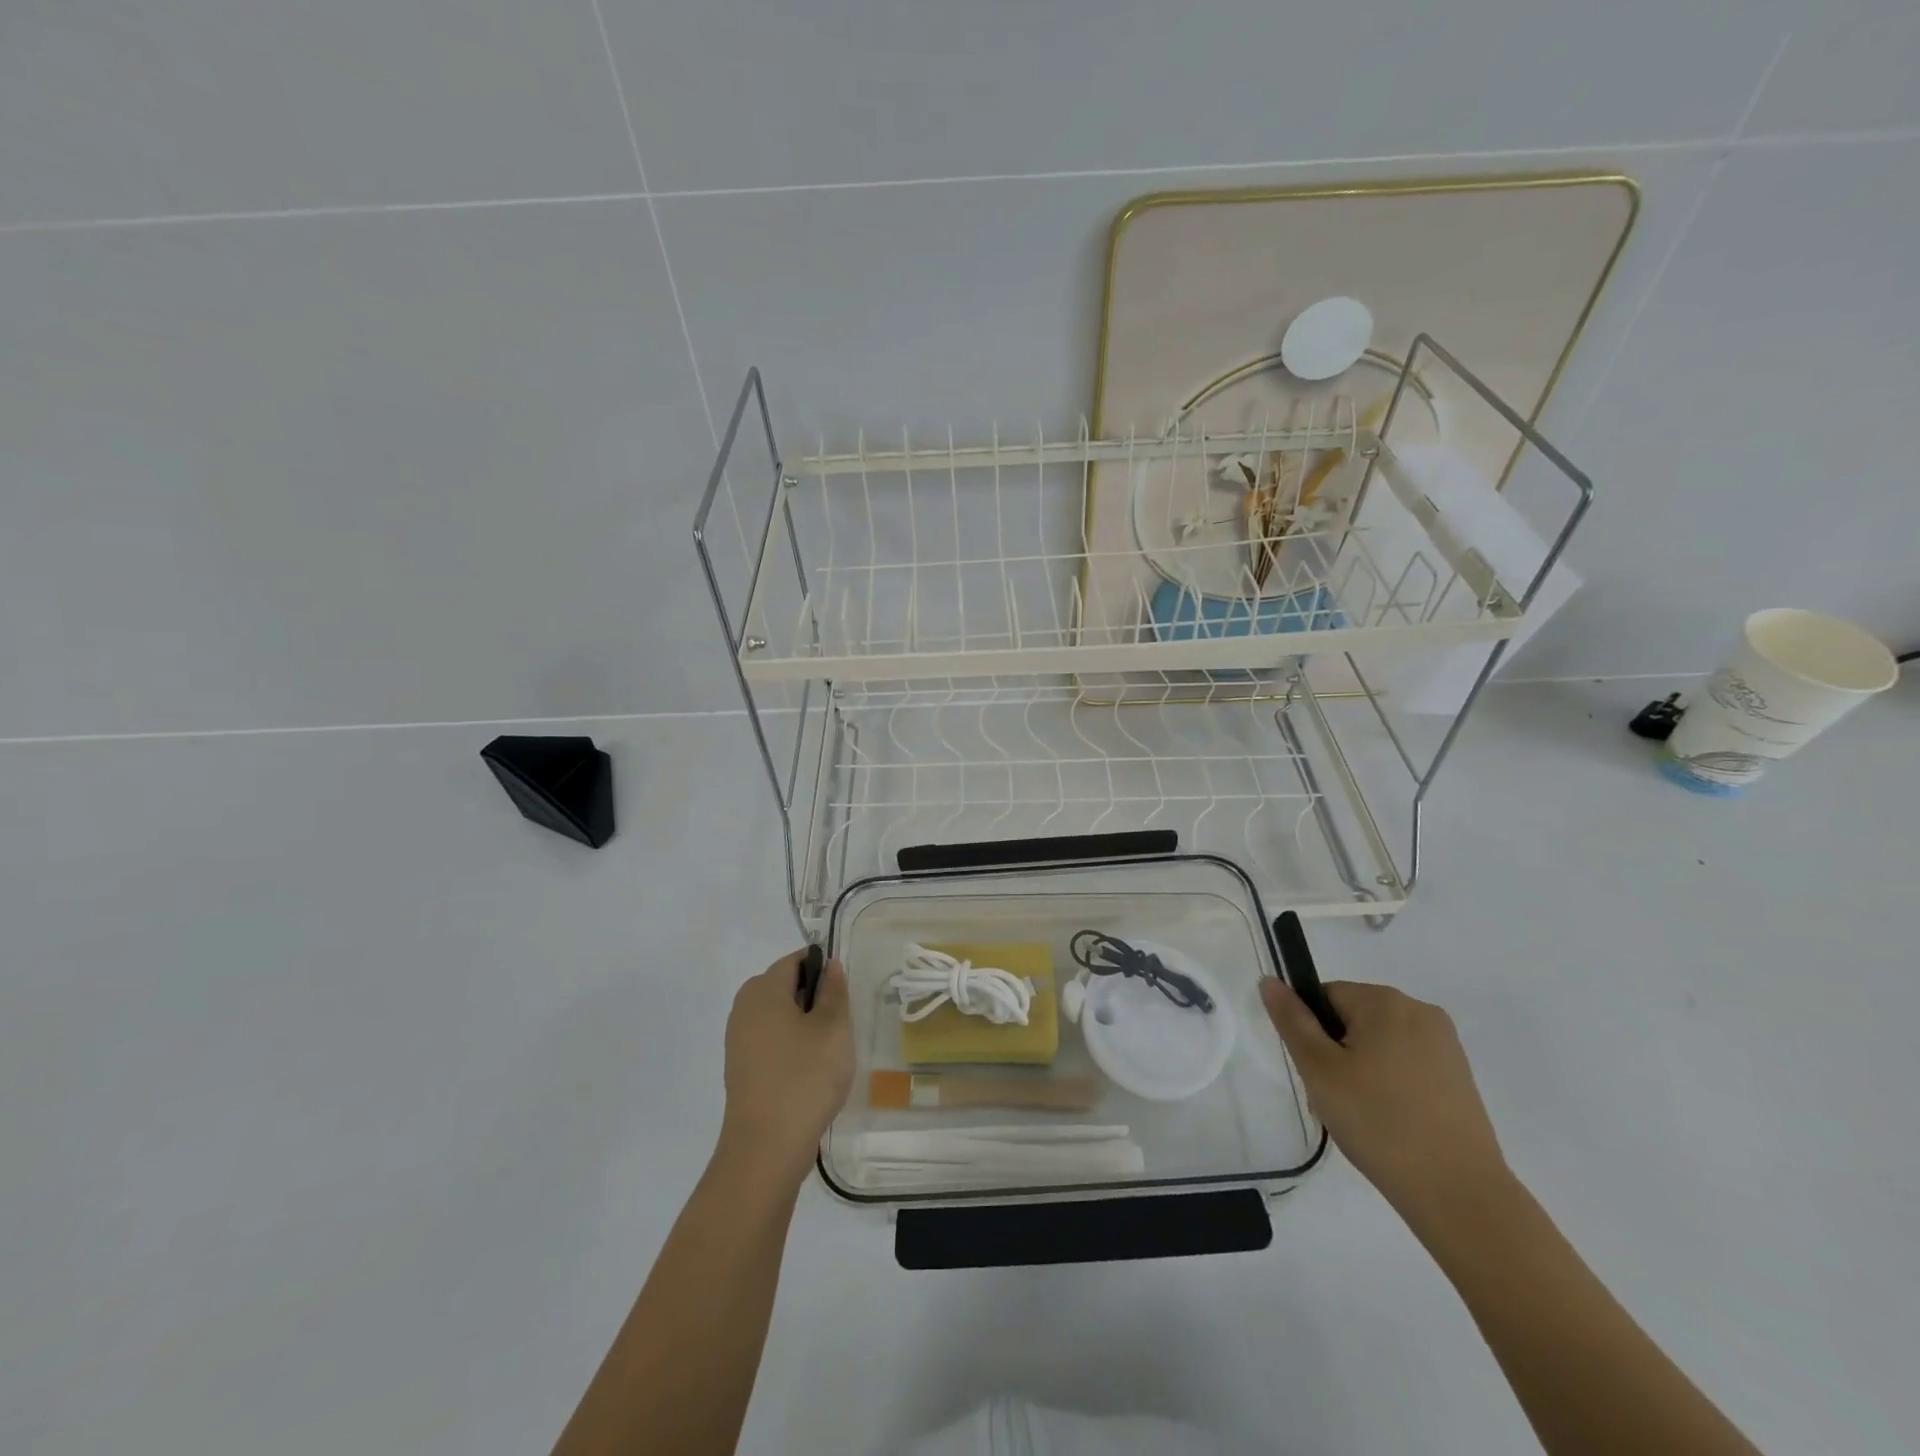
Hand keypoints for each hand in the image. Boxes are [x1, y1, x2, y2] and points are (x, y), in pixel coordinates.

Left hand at [718, 950, 854, 1188]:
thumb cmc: (805, 1078)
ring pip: (779, 1015)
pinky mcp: (741, 1068)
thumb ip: (834, 991)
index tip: (844, 995)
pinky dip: (791, 1047)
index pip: (796, 961)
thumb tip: (829, 964)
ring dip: (805, 1025)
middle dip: (814, 998)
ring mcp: (738, 1040)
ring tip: (829, 1052)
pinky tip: (810, 1072)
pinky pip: (771, 1040)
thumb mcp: (833, 1028)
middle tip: (840, 1025)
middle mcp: (744, 1008)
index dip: (823, 970)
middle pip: (785, 986)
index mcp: (763, 990)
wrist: (765, 1150)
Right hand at [1262, 979, 1509, 1223]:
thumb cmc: (1379, 1122)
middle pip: (1353, 1018)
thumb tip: (1270, 980)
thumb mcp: (1319, 1069)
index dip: (1312, 1033)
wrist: (1459, 1193)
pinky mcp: (1459, 1076)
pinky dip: (1389, 1085)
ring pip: (1378, 1043)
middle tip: (1335, 1099)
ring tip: (1361, 1116)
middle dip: (1336, 1052)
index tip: (1318, 1074)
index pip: (1325, 996)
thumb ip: (1291, 1020)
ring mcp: (1445, 1045)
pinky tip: (1389, 1122)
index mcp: (1385, 1001)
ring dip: (1361, 1070)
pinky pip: (1406, 1064)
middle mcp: (1419, 1011)